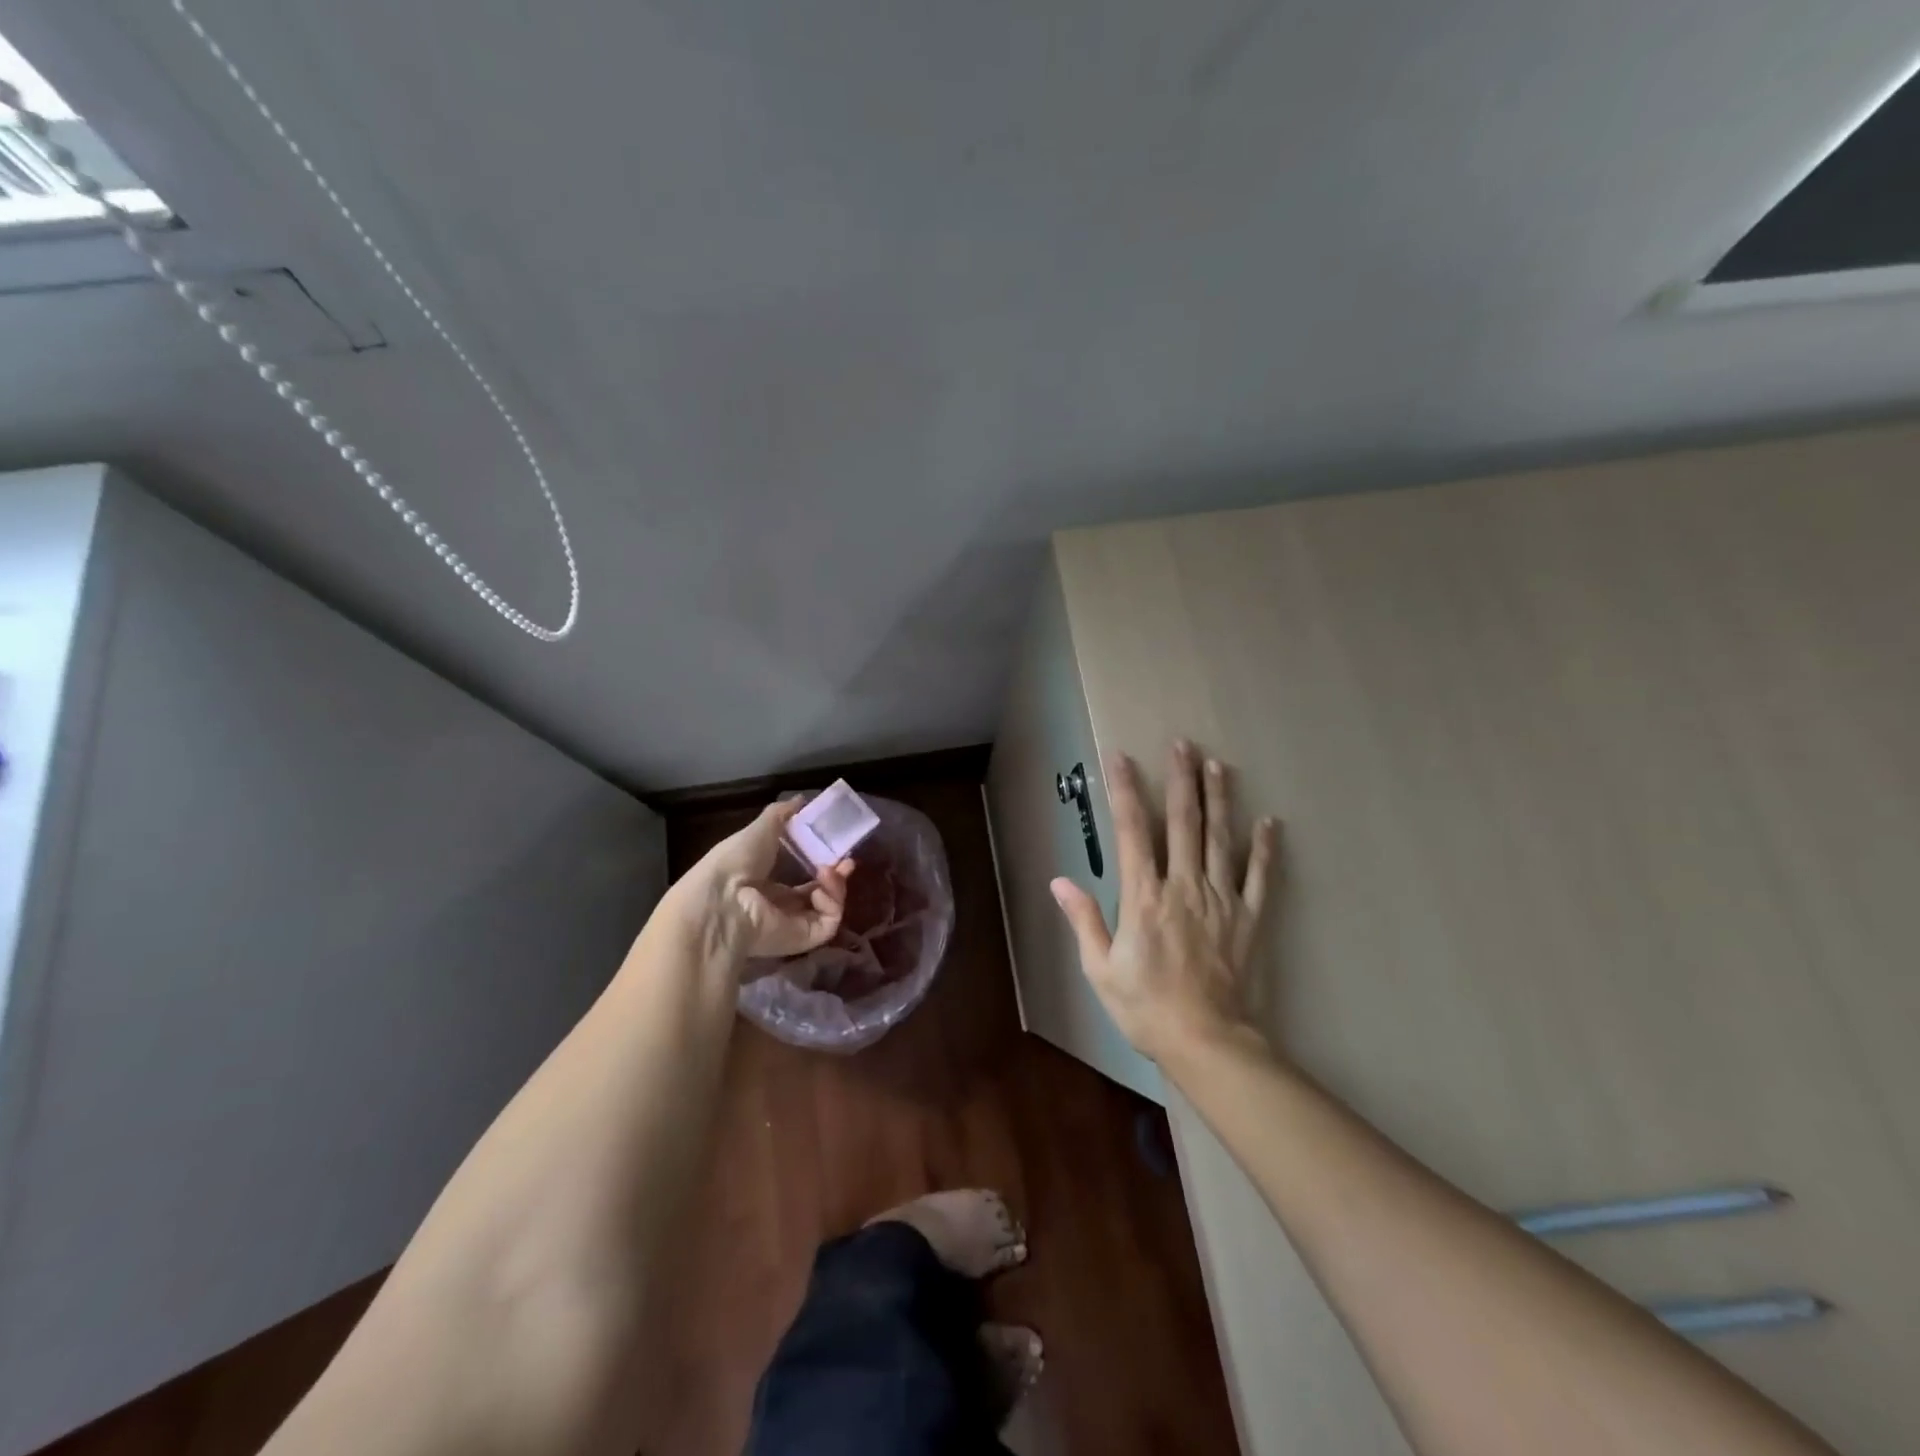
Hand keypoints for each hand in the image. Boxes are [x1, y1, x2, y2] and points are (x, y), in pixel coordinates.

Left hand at [670, 799, 853, 963]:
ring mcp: (794, 924)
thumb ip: (782, 814)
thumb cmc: (737, 861)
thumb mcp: (761, 828)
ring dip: (836, 886)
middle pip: (820, 893)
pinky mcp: (805, 938)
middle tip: (846, 861)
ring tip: (829, 870)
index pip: (803, 877)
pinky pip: (829, 921)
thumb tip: (801, 799)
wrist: (723, 899)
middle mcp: (781, 906)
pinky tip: (820, 890)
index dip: (821, 862)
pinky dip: (832, 903)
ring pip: (829, 907)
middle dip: (836, 876)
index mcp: (768, 884)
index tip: (835, 847)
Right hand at [1050, 740, 1277, 1063]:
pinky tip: (1269, 822)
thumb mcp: (1100, 968)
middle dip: (1180, 780)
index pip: (1131, 831)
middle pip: (1182, 822)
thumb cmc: (1145, 1007)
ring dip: (1218, 799)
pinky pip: (1259, 877)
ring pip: (1219, 838)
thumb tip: (1060, 882)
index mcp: (1144, 897)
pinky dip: (1264, 848)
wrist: (1206, 1041)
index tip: (1121, 758)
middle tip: (1182, 744)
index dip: (1125, 791)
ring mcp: (1221, 900)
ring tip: (1217, 765)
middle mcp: (1183, 886)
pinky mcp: (1248, 918)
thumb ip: (1084, 920)